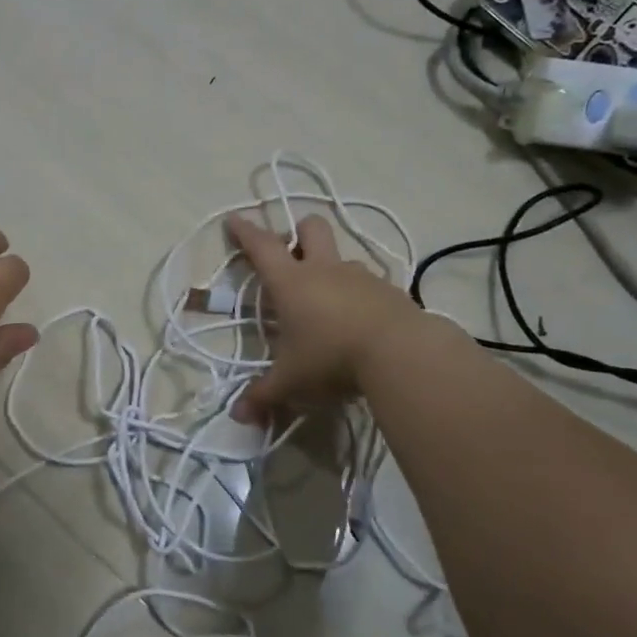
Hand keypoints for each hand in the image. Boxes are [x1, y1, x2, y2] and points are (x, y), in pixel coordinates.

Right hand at [225, 213, 427, 422]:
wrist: (402, 353)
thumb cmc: (332, 357)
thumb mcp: (292, 381)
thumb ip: (264, 396)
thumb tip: (237, 417)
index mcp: (292, 281)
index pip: (262, 246)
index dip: (245, 231)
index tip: (233, 219)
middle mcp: (325, 269)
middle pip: (311, 228)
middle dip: (299, 233)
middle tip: (292, 253)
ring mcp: (361, 277)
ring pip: (343, 257)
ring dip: (332, 269)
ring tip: (328, 302)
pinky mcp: (391, 291)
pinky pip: (370, 284)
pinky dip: (360, 295)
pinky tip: (360, 321)